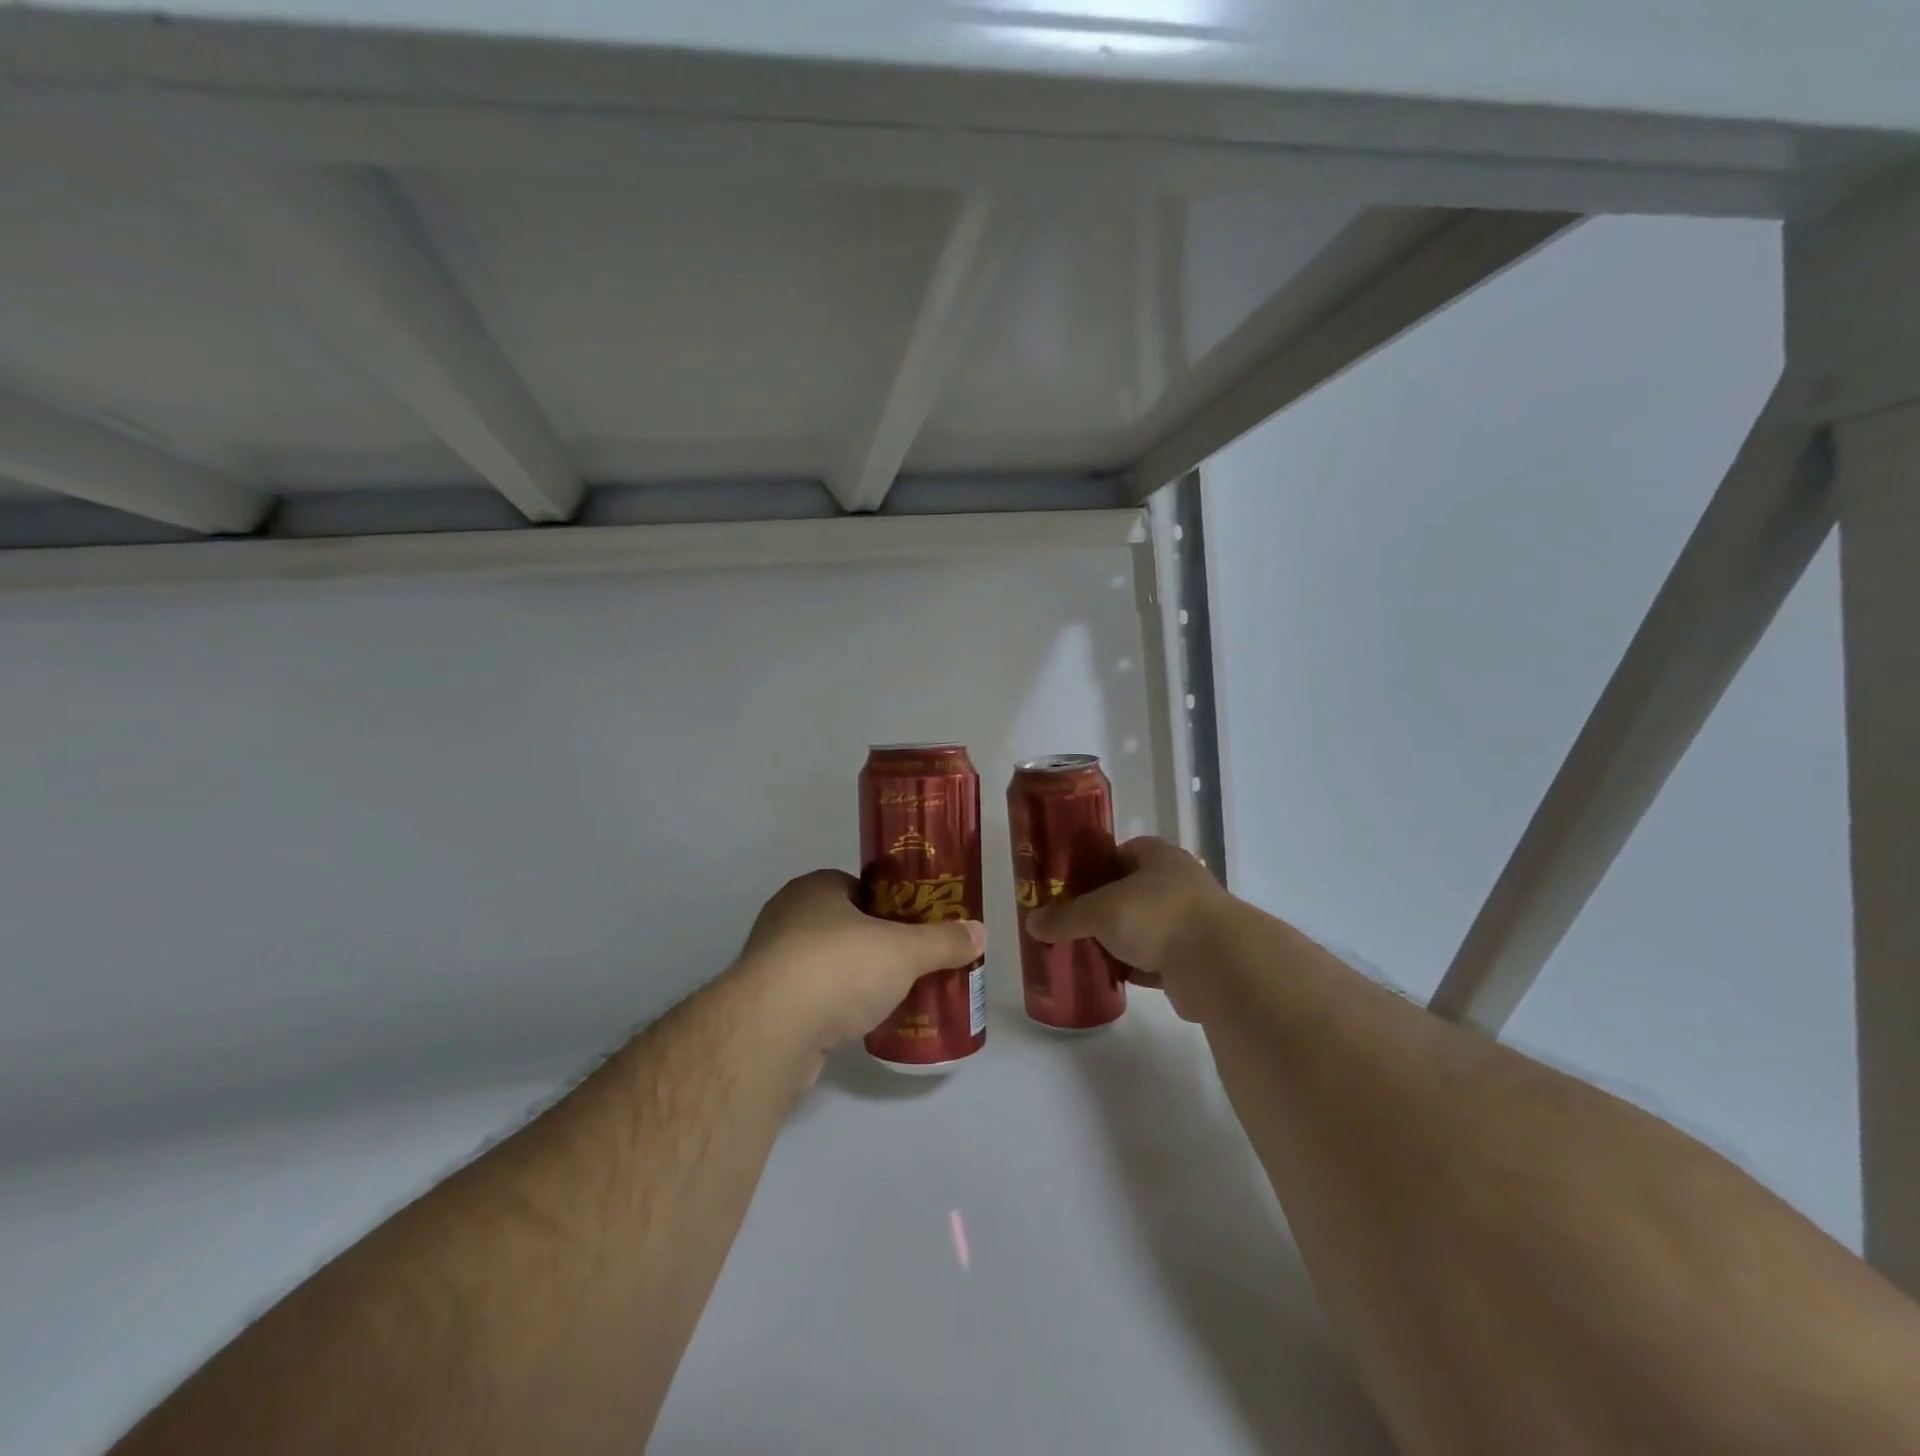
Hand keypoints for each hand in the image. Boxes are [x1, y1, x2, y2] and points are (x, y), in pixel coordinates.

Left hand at [733, 869, 985, 1063]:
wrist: (772, 1029)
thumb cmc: (839, 967)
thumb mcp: (904, 951)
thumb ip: (942, 941)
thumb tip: (980, 933)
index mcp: (815, 888)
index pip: (859, 888)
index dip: (890, 905)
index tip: (915, 927)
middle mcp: (787, 916)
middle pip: (844, 925)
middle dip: (875, 944)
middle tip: (910, 963)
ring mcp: (771, 961)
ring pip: (826, 963)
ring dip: (853, 978)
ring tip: (892, 996)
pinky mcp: (764, 1005)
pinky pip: (810, 998)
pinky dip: (834, 1007)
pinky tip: (859, 1024)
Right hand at [1024, 837, 1226, 1019]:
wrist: (1218, 964)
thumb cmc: (1157, 916)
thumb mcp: (1101, 911)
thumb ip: (1066, 916)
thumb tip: (1032, 923)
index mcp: (1159, 857)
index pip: (1122, 851)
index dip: (1096, 864)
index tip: (1070, 883)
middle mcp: (1177, 883)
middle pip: (1131, 890)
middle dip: (1103, 906)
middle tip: (1071, 919)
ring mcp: (1190, 922)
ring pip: (1144, 927)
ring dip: (1120, 939)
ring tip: (1084, 949)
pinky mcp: (1194, 959)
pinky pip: (1155, 960)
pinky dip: (1135, 968)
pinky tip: (1111, 976)